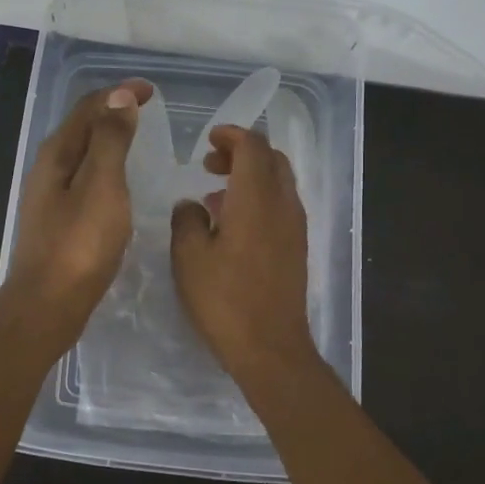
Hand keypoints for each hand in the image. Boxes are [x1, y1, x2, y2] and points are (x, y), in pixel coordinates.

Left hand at [4, 80, 153, 348]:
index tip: (151, 91)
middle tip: (146, 110)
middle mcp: (48, 168)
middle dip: (112, 111)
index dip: (119, 94)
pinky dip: (105, 167)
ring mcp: (50, 196)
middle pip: (81, 127)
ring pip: (82, 154)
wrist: (49, 304)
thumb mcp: (102, 185)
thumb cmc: (80, 244)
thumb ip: (110, 140)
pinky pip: (84, 178)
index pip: (88, 108)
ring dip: (108, 139)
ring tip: (137, 139)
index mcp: (57, 153)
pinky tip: (119, 183)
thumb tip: (119, 97)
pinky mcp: (58, 220)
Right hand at [169, 125, 316, 380]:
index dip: (232, 136)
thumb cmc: (224, 300)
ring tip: (216, 193)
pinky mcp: (297, 247)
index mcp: (256, 199)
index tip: (209, 140)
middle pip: (272, 159)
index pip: (253, 147)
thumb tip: (191, 204)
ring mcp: (295, 227)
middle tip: (211, 164)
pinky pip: (281, 205)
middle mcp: (283, 205)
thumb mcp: (189, 257)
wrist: (270, 347)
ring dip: (252, 176)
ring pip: (280, 182)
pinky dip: (260, 198)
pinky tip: (233, 223)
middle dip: (243, 152)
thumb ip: (187, 220)